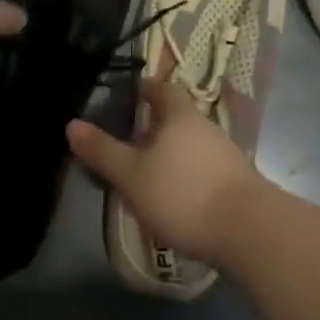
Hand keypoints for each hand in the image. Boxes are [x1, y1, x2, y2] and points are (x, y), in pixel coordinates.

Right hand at [67, 76, 271, 266]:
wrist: (247, 230)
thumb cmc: (183, 193)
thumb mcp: (133, 176)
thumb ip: (103, 152)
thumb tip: (72, 124)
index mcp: (180, 116)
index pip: (163, 90)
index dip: (147, 89)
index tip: (132, 93)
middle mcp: (205, 127)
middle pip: (178, 118)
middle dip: (157, 126)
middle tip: (132, 140)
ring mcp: (225, 154)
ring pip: (192, 144)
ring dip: (173, 153)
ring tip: (150, 173)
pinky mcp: (237, 183)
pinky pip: (205, 169)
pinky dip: (188, 175)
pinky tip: (178, 197)